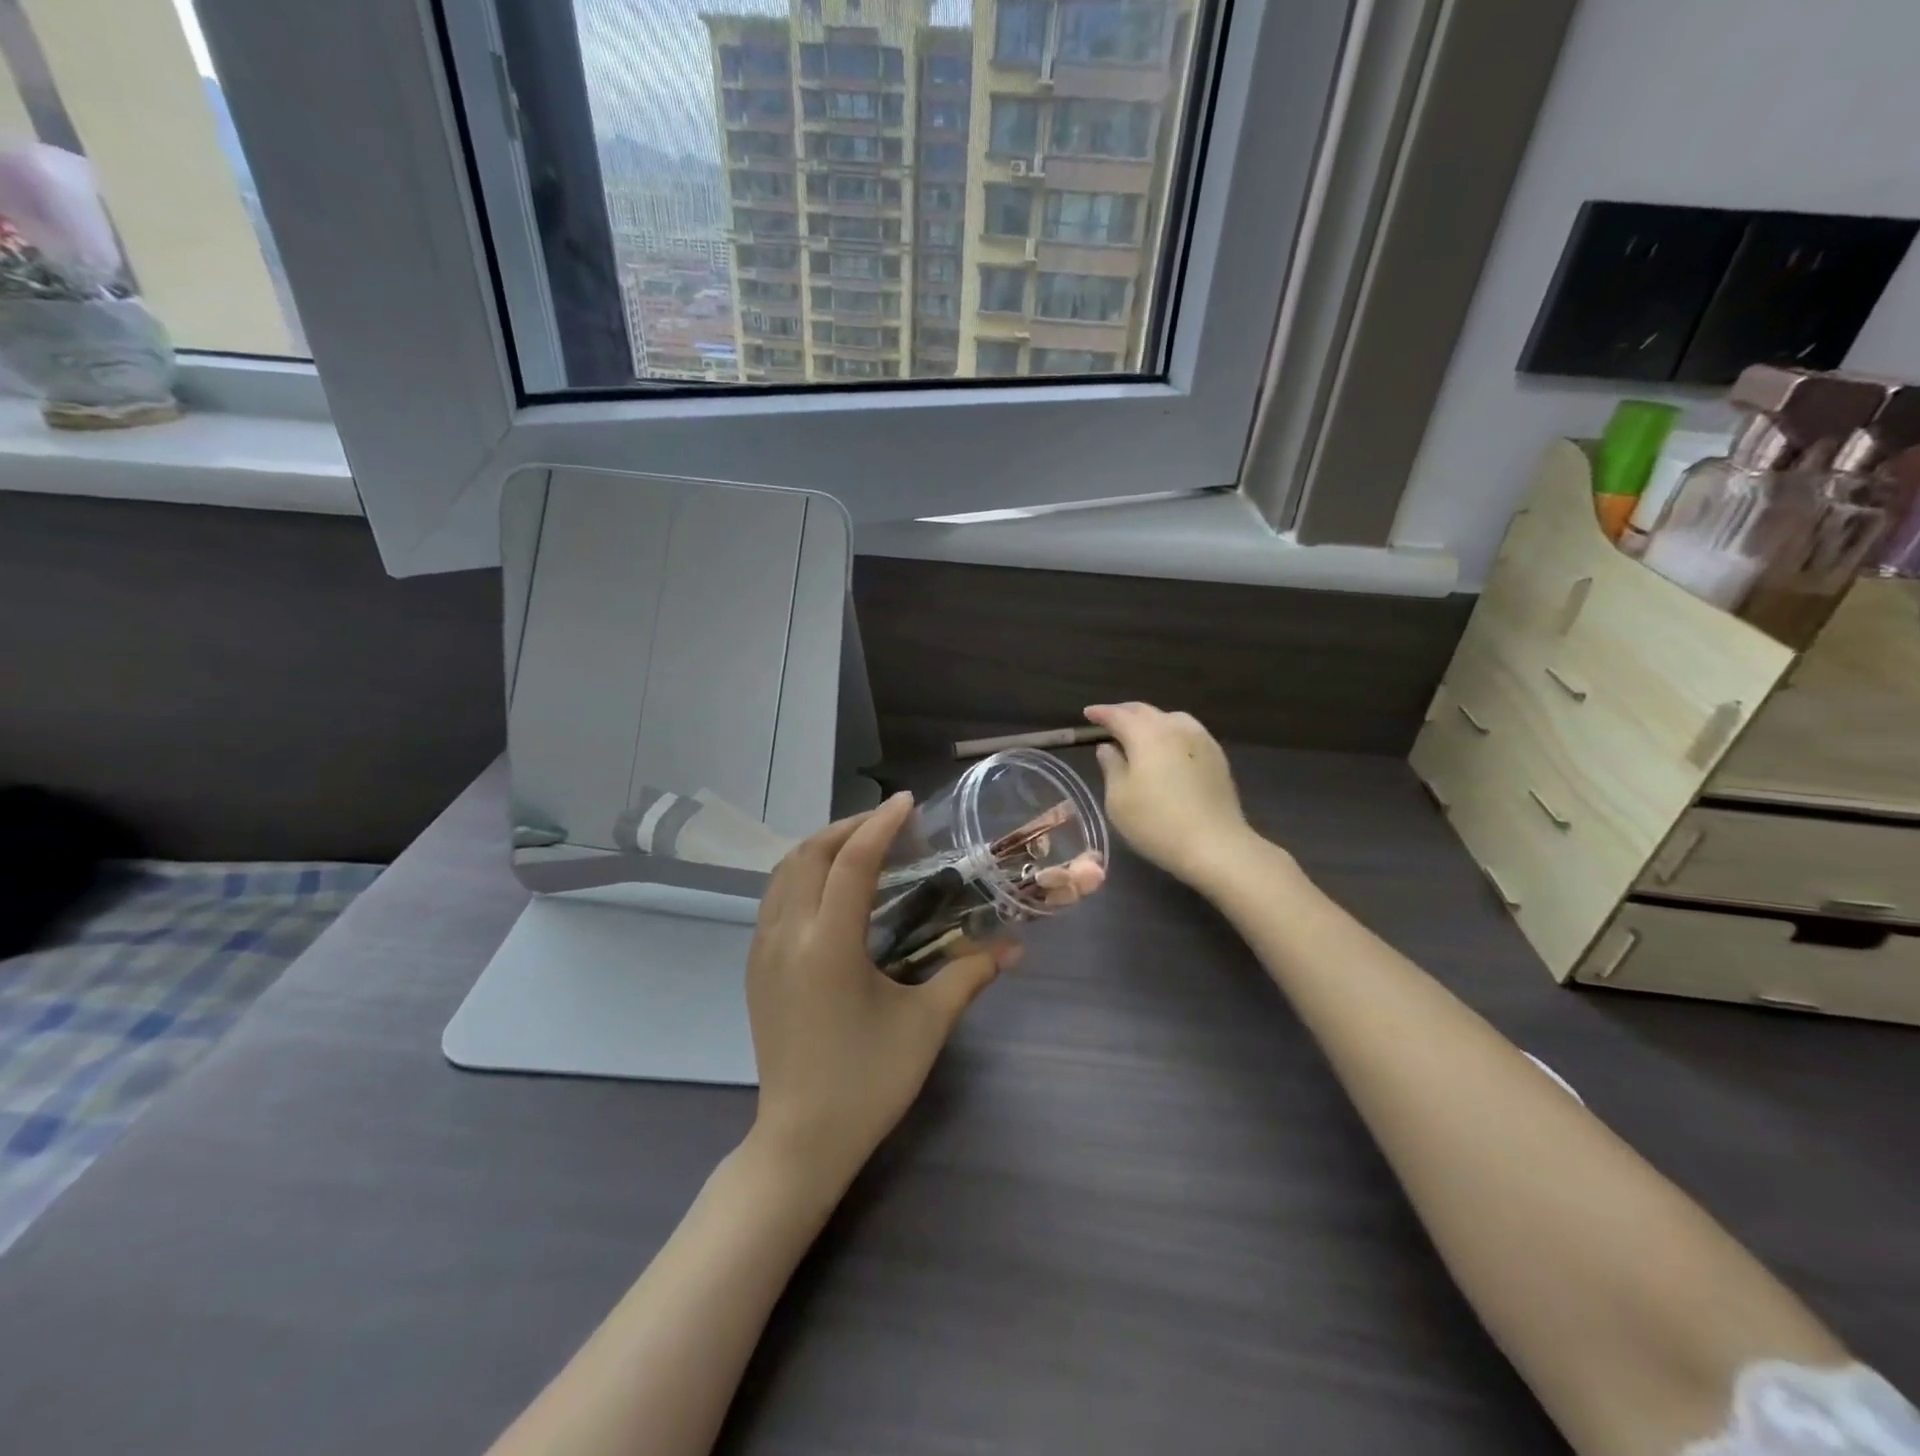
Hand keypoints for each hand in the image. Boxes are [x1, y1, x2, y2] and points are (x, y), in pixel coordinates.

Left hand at [746, 792, 1004, 1190]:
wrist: (800, 1141)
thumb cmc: (868, 1082)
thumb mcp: (926, 1025)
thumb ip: (969, 975)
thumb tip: (1013, 947)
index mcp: (827, 945)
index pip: (852, 862)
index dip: (880, 825)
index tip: (906, 803)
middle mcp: (787, 936)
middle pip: (809, 854)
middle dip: (847, 827)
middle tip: (886, 822)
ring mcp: (762, 951)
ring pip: (783, 873)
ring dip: (820, 847)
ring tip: (858, 845)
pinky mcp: (754, 967)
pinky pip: (773, 898)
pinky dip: (801, 874)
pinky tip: (829, 888)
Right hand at [1084, 703, 1259, 890]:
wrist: (1215, 845)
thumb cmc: (1156, 823)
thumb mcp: (1119, 799)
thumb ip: (1111, 767)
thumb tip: (1108, 748)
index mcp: (1146, 734)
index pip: (1118, 715)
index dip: (1101, 713)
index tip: (1088, 714)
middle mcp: (1175, 728)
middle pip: (1146, 711)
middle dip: (1124, 712)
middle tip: (1109, 719)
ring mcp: (1201, 739)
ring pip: (1171, 718)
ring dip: (1151, 720)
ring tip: (1140, 732)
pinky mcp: (1217, 756)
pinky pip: (1188, 732)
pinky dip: (1171, 732)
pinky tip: (1168, 748)